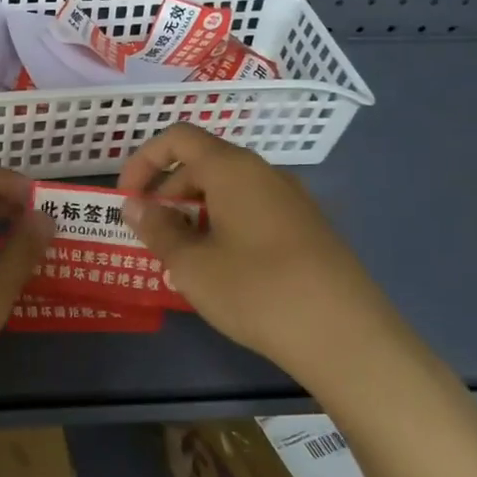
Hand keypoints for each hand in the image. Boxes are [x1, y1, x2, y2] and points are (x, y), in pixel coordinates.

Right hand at [118, 123, 402, 383]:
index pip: (178, 138)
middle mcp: (265, 173)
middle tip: (152, 235)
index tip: (128, 199)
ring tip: (183, 257)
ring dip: (195, 212)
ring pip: (229, 190)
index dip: (144, 161)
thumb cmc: (257, 291)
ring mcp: (293, 200)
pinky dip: (225, 225)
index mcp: (233, 169)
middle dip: (168, 192)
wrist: (348, 338)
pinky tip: (224, 270)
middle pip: (203, 163)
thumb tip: (135, 205)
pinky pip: (254, 211)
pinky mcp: (310, 229)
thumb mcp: (191, 264)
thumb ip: (157, 228)